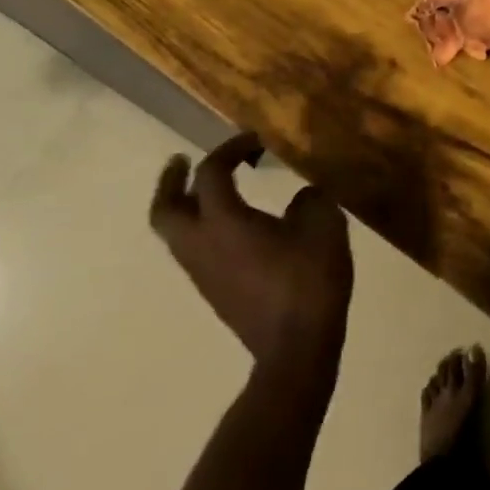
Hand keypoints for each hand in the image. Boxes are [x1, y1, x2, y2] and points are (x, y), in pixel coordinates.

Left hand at [149, 132, 353, 371]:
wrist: (296, 348)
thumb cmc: (308, 280)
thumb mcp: (324, 225)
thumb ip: (310, 199)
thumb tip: (300, 197)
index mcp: (224, 221)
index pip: (211, 172)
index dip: (230, 148)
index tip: (255, 140)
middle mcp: (201, 244)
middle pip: (166, 209)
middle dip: (171, 181)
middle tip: (182, 161)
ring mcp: (203, 273)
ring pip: (175, 233)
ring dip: (185, 206)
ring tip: (210, 191)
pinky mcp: (214, 292)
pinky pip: (194, 251)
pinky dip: (201, 228)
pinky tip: (233, 226)